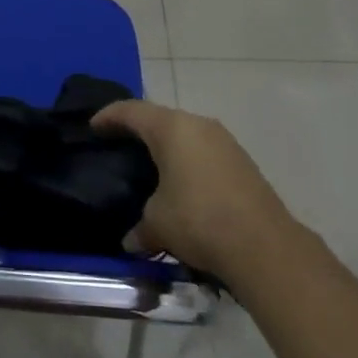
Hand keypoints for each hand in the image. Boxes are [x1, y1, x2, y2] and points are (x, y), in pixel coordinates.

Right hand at [92, 98, 296, 278]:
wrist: (264, 246)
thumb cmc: (199, 220)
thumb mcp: (157, 224)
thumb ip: (139, 227)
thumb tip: (131, 241)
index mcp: (171, 128)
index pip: (131, 111)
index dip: (108, 116)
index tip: (92, 126)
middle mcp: (198, 125)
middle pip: (160, 118)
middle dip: (138, 129)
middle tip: (118, 144)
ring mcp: (225, 142)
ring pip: (185, 134)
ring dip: (166, 146)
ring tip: (150, 165)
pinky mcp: (242, 162)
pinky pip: (204, 151)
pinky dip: (187, 160)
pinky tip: (181, 183)